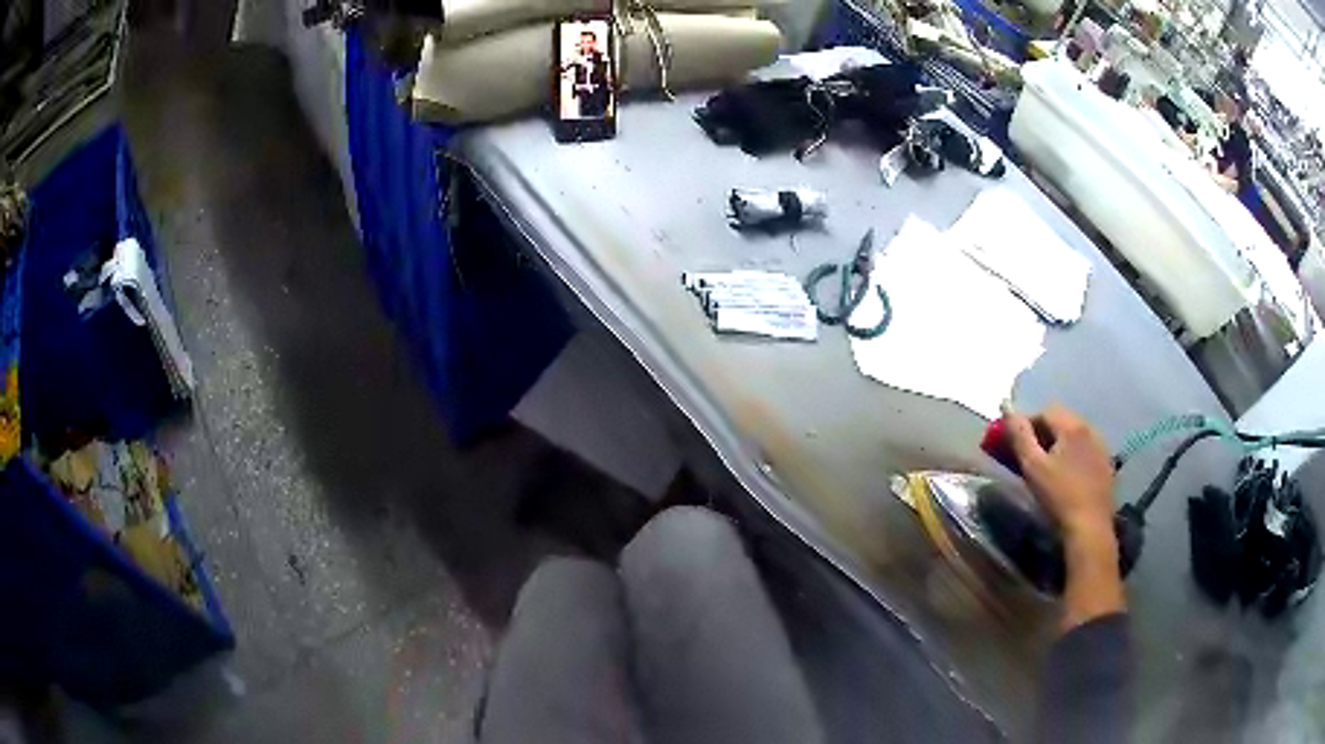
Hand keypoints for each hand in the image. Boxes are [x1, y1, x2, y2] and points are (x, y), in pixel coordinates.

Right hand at [1004, 404, 1114, 541]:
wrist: (1089, 529)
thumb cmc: (1058, 497)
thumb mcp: (1033, 467)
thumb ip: (1019, 435)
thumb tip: (1007, 408)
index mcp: (1072, 425)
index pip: (1045, 411)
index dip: (1025, 423)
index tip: (1013, 444)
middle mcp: (1090, 429)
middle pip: (1062, 420)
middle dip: (1042, 433)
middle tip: (1028, 456)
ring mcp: (1101, 447)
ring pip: (1075, 435)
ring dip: (1059, 444)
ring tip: (1048, 467)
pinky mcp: (1107, 466)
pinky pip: (1086, 450)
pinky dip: (1073, 455)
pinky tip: (1067, 477)